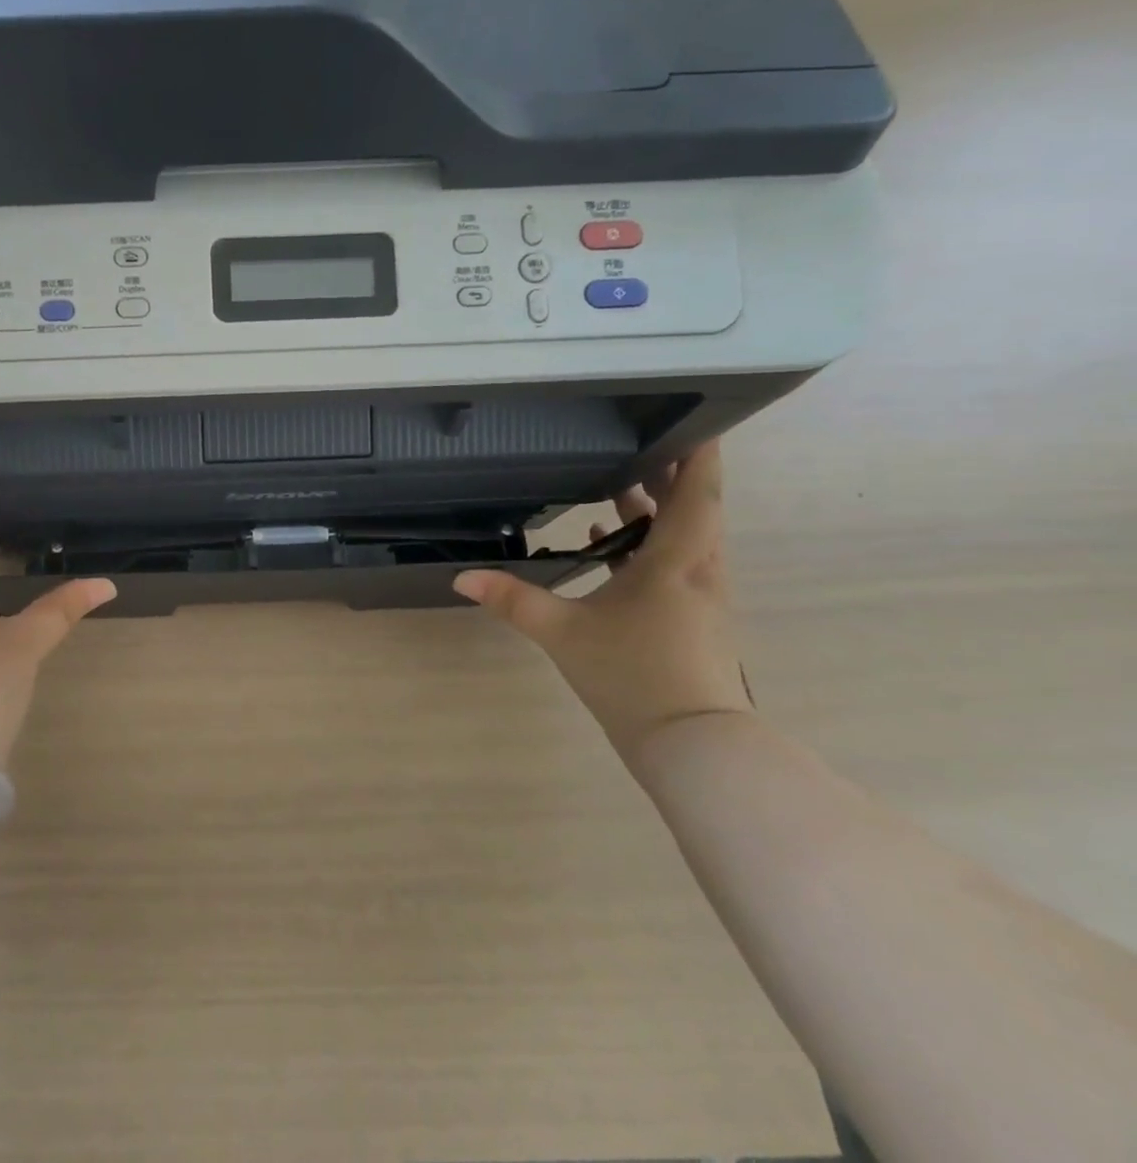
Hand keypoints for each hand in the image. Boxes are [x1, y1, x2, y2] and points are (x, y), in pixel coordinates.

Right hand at [453, 442, 752, 768]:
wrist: (692, 745)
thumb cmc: (633, 675)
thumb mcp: (562, 632)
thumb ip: (512, 599)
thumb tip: (461, 577)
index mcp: (676, 561)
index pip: (698, 492)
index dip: (699, 452)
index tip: (693, 417)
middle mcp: (698, 570)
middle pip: (695, 507)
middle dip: (670, 471)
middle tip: (637, 438)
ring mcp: (700, 596)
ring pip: (685, 535)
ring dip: (658, 506)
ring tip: (620, 479)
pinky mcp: (692, 618)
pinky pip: (673, 562)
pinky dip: (648, 542)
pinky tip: (608, 539)